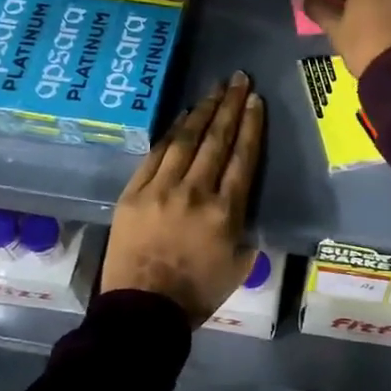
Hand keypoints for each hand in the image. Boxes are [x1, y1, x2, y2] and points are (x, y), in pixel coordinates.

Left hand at [101, 72, 266, 325]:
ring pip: (186, 140)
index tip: (256, 101)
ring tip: (214, 90)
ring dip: (202, 111)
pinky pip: (156, 154)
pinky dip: (171, 132)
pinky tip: (182, 117)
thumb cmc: (196, 293)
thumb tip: (245, 203)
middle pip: (216, 140)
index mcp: (226, 212)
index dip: (251, 125)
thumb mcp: (239, 266)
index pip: (242, 157)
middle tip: (239, 79)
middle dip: (230, 106)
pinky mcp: (134, 192)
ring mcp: (161, 189)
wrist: (142, 311)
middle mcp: (196, 192)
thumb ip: (246, 229)